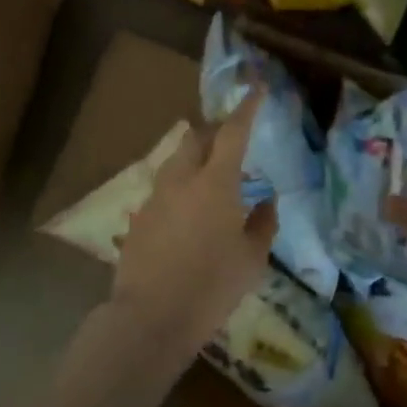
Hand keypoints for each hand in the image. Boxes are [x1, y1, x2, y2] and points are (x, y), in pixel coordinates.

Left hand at [111, 91, 277, 361]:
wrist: (150, 318)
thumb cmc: (211, 288)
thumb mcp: (251, 260)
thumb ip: (263, 223)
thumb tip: (267, 200)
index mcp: (215, 182)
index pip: (233, 132)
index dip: (246, 107)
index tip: (257, 88)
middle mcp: (182, 178)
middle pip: (197, 137)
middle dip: (215, 132)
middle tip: (232, 143)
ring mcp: (156, 196)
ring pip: (177, 160)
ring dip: (196, 158)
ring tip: (212, 179)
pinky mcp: (140, 216)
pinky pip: (165, 188)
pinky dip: (181, 187)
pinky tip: (189, 214)